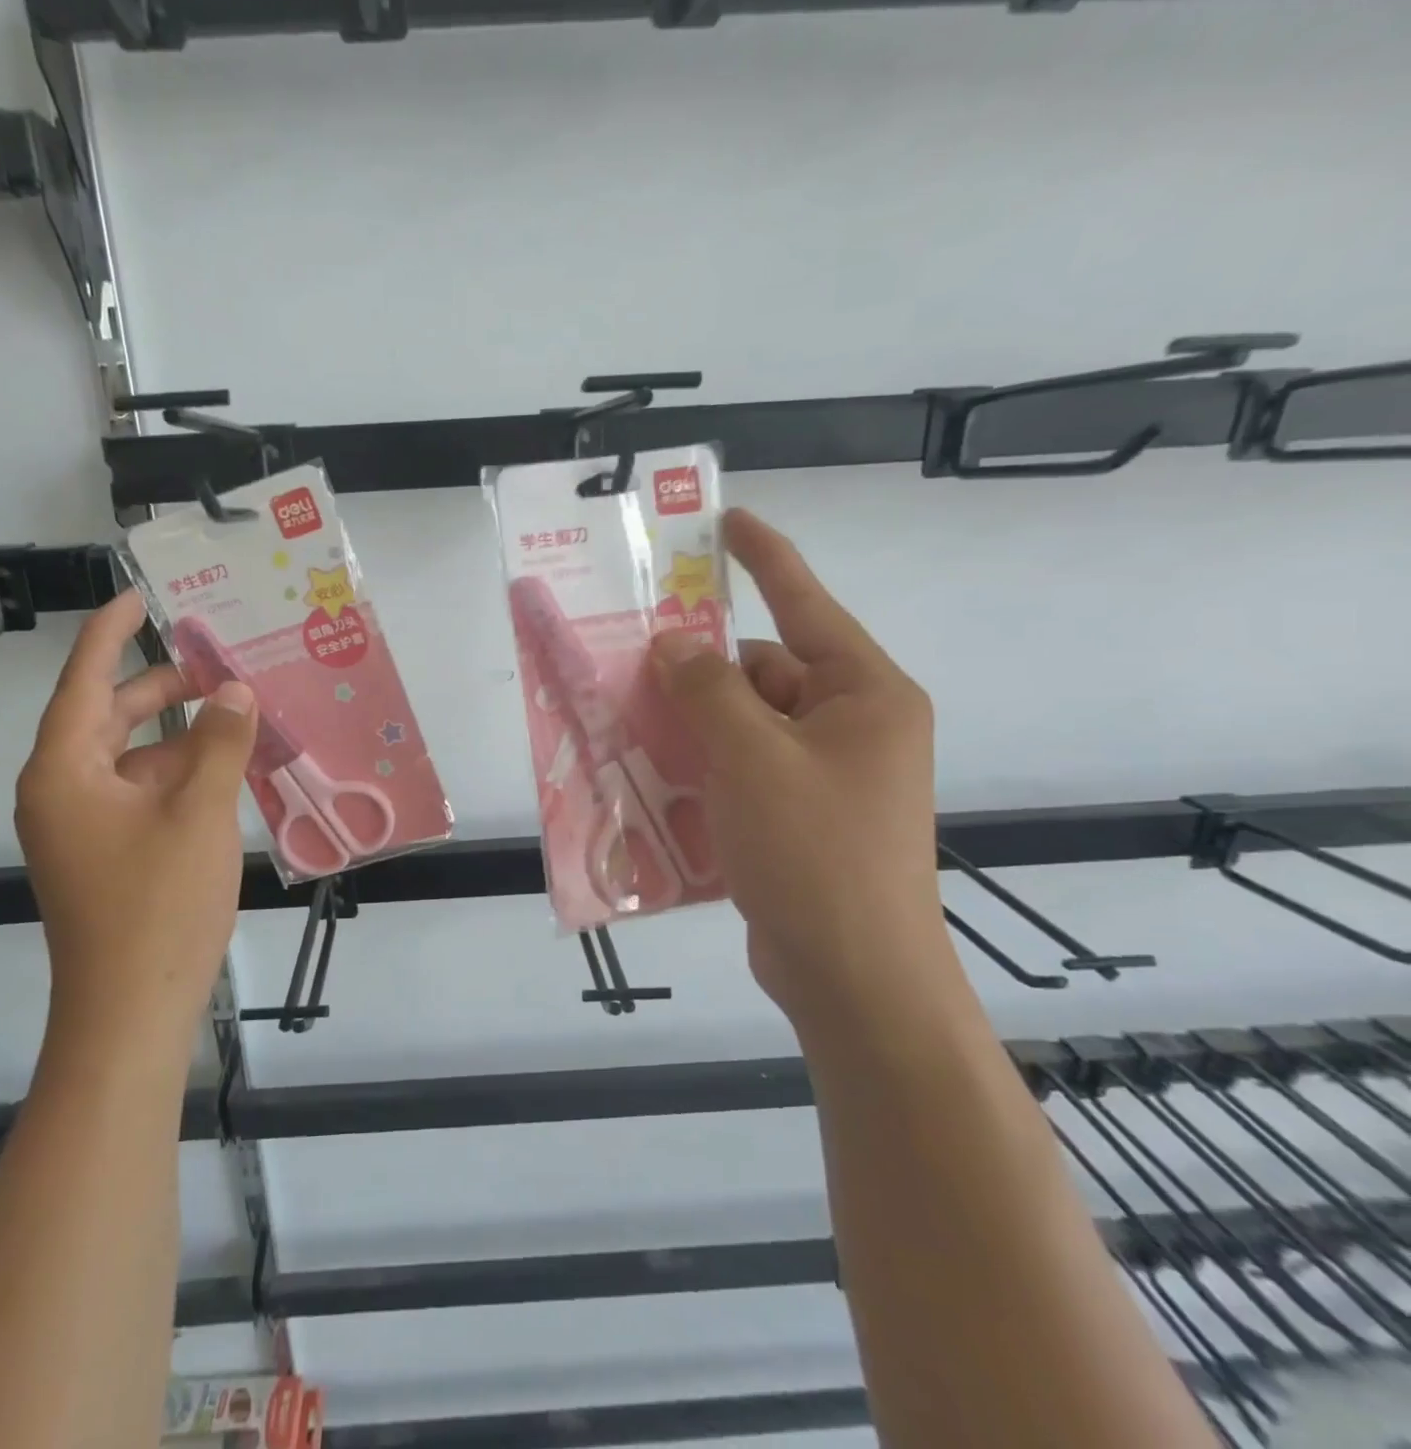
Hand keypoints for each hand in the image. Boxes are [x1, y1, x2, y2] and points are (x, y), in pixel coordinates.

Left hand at [15, 589, 257, 1042]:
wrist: (131, 1014)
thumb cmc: (158, 908)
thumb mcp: (199, 815)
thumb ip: (219, 744)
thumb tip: (234, 690)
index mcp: (64, 771)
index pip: (84, 681)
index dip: (110, 632)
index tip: (140, 595)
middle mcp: (63, 791)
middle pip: (110, 717)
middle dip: (163, 687)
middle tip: (219, 662)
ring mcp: (84, 826)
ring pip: (132, 758)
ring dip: (181, 736)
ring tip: (239, 715)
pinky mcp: (107, 854)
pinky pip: (142, 794)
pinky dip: (180, 775)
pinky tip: (228, 771)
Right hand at [650, 510, 943, 1014]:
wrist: (851, 975)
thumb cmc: (813, 852)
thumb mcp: (752, 758)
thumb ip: (708, 690)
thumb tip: (674, 643)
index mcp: (864, 695)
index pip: (807, 605)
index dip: (765, 558)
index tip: (727, 520)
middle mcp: (852, 726)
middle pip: (764, 673)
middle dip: (702, 672)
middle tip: (634, 668)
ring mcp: (827, 775)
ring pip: (746, 725)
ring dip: (695, 725)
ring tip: (631, 726)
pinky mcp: (800, 816)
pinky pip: (744, 769)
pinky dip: (705, 768)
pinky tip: (657, 778)